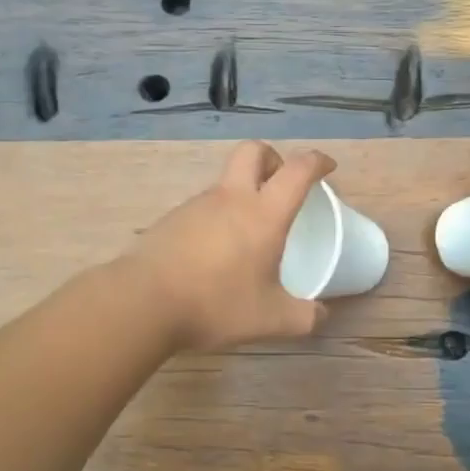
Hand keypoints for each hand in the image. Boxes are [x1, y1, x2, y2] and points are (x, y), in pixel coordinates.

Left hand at [123, 141, 335, 351]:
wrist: (142, 303)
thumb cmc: (215, 304)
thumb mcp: (270, 320)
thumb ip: (303, 317)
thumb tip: (320, 314)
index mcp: (263, 214)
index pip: (297, 170)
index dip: (317, 161)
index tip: (327, 168)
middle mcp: (231, 198)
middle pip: (253, 151)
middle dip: (274, 158)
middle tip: (281, 186)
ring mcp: (197, 206)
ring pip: (226, 181)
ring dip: (243, 192)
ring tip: (248, 235)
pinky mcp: (171, 220)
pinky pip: (204, 207)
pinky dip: (218, 217)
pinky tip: (215, 255)